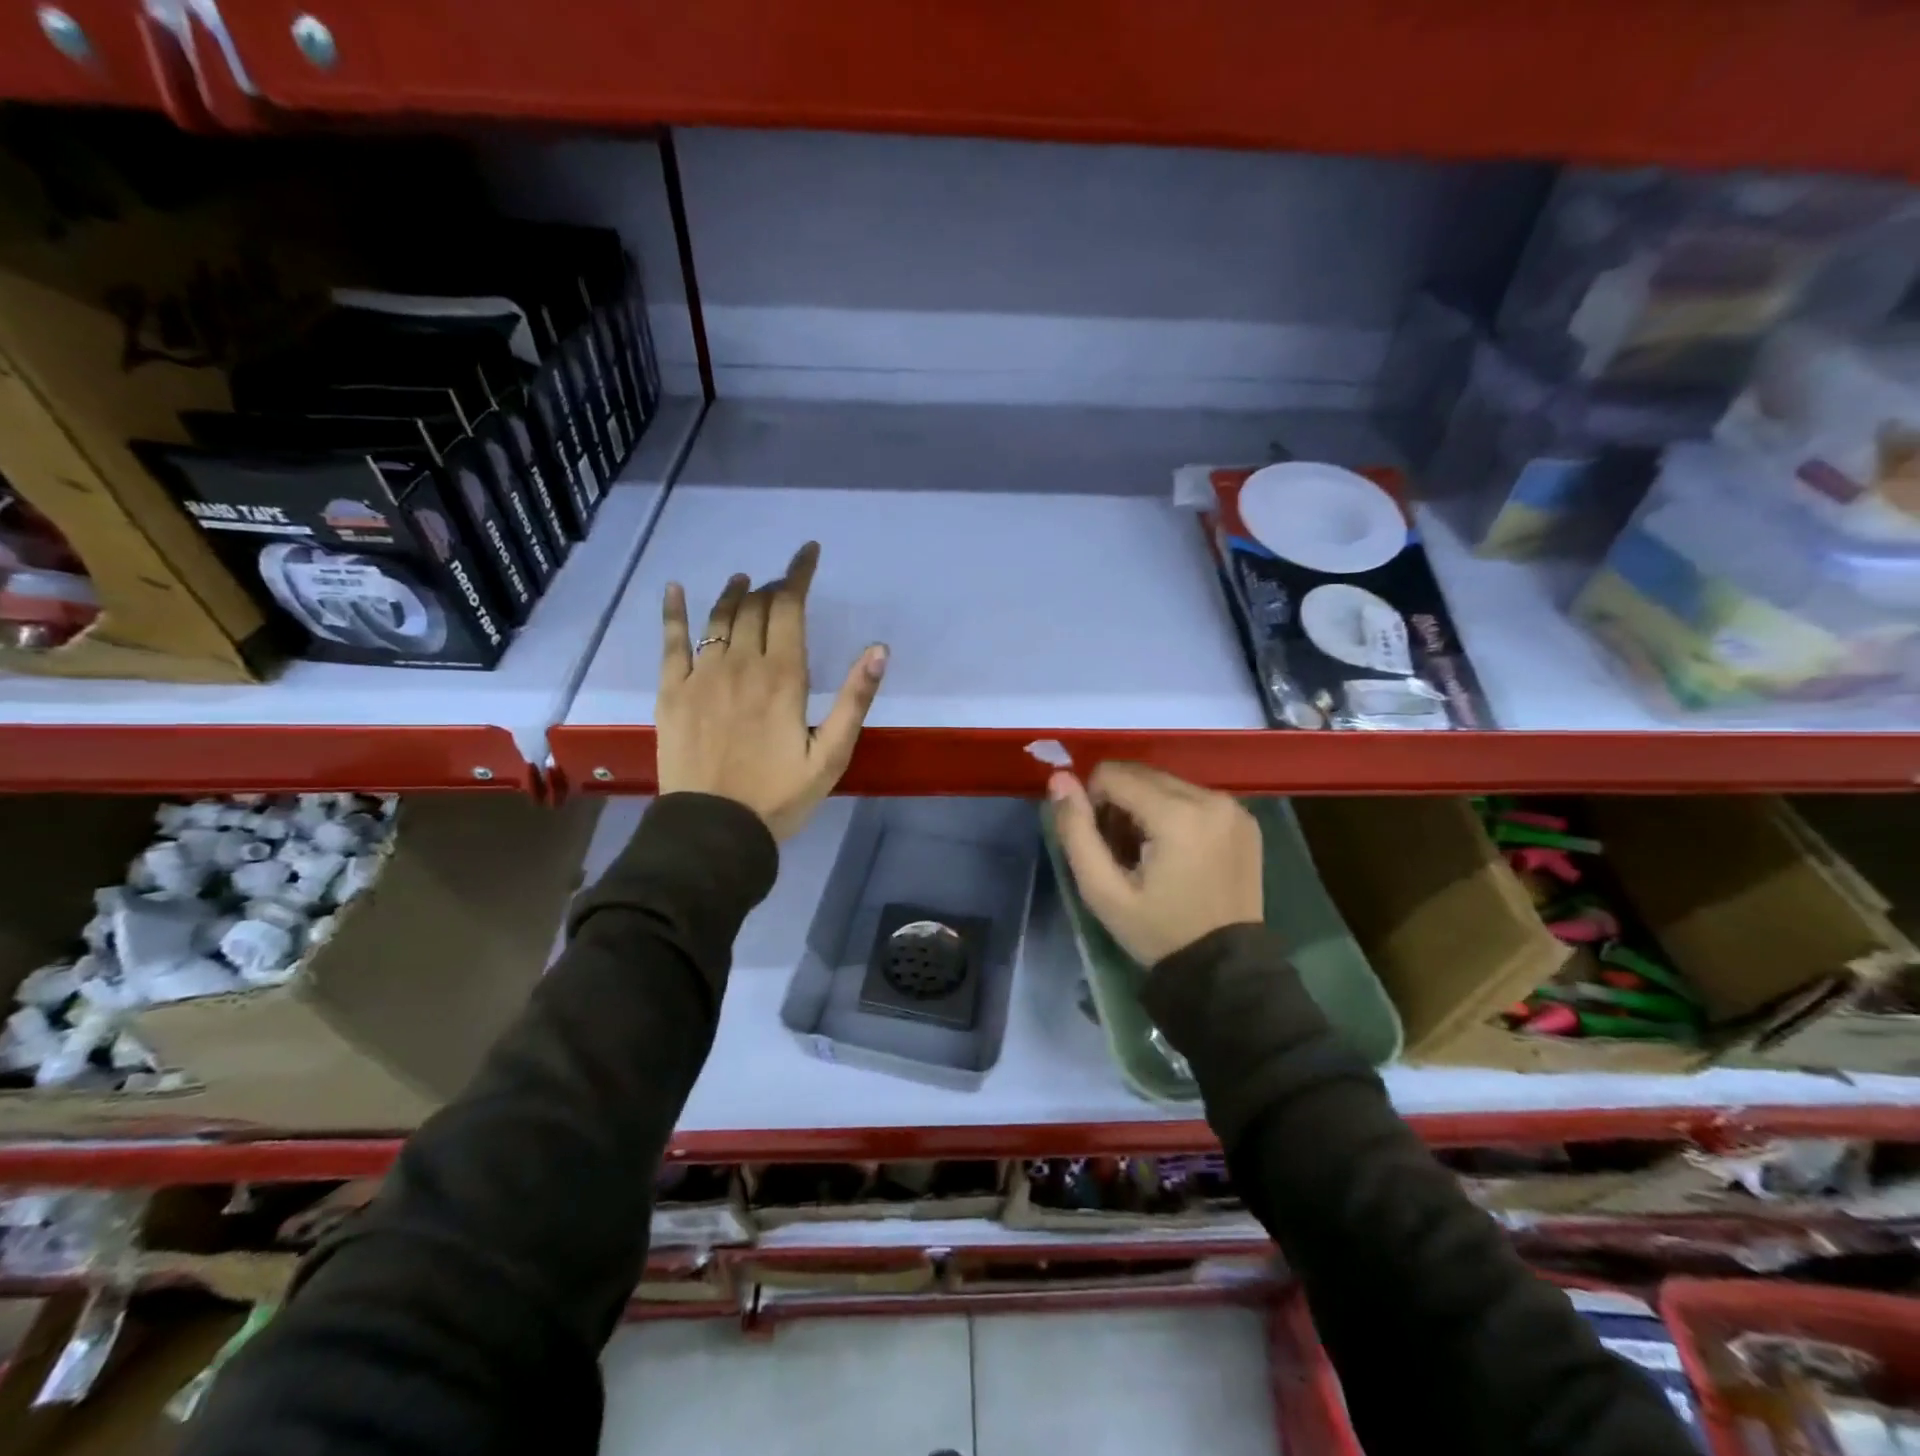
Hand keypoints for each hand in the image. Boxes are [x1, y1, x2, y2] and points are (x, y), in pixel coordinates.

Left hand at [657, 542, 887, 840]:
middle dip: (773, 587)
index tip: (808, 553)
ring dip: (733, 594)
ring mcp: (701, 676)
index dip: (799, 574)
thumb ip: (854, 700)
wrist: (715, 831)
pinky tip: (675, 588)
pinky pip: (671, 641)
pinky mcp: (672, 692)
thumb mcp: (832, 755)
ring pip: (718, 618)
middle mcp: (741, 664)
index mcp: (783, 677)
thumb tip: (878, 650)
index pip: (790, 607)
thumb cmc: (780, 796)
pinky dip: (673, 611)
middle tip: (784, 585)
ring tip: (744, 581)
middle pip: (756, 607)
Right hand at [1048, 762, 1262, 965]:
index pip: (1112, 775)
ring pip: (1166, 782)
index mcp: (1177, 815)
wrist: (1224, 969)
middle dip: (1120, 803)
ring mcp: (1233, 807)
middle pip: (1141, 774)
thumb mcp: (1103, 891)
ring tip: (1149, 853)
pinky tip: (1177, 852)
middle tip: (1123, 851)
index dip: (1094, 803)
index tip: (1103, 845)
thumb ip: (1076, 831)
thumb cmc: (1158, 932)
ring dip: (1146, 806)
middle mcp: (1210, 798)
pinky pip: (1194, 796)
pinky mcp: (1245, 818)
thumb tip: (1059, 779)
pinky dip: (1175, 813)